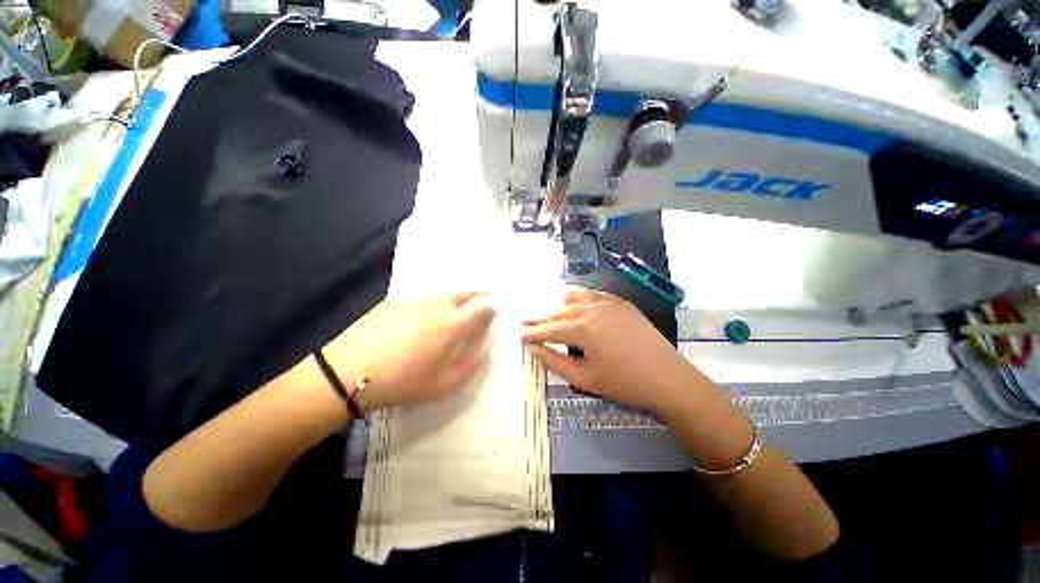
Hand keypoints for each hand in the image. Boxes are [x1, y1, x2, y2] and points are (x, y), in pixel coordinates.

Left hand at [322, 292, 495, 410]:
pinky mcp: (396, 299)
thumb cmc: (402, 382)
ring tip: (459, 303)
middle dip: (479, 293)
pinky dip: (434, 300)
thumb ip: (471, 364)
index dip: (491, 307)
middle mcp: (438, 305)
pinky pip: (424, 295)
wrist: (348, 372)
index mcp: (453, 324)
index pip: (482, 307)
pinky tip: (427, 311)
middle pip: (466, 292)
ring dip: (458, 295)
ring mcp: (416, 299)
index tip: (494, 310)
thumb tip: (485, 346)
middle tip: (484, 296)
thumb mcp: (444, 384)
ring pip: (445, 291)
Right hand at [521, 286, 697, 415]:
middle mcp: (592, 308)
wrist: (669, 379)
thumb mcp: (584, 377)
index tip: (520, 334)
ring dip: (560, 304)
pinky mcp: (622, 304)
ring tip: (551, 312)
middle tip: (527, 322)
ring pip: (576, 297)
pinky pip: (594, 295)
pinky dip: (581, 298)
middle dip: (542, 318)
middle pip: (560, 311)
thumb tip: (534, 349)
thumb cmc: (624, 383)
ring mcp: (609, 303)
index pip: (549, 328)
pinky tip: (578, 305)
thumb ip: (554, 361)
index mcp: (582, 328)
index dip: (533, 332)